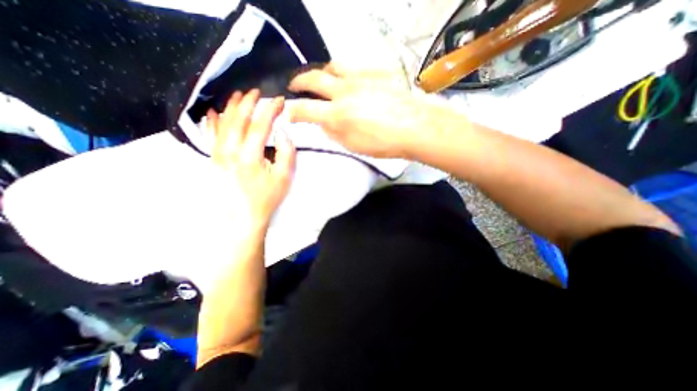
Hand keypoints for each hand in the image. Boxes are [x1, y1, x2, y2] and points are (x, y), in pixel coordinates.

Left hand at [205, 91, 295, 230]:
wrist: (243, 218)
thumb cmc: (267, 198)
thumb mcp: (284, 177)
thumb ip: (286, 153)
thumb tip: (281, 132)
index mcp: (250, 155)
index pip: (261, 124)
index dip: (270, 110)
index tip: (279, 100)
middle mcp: (230, 150)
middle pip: (238, 119)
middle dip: (248, 103)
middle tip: (257, 92)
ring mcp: (218, 154)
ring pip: (222, 124)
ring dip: (231, 107)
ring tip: (238, 96)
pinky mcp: (213, 160)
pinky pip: (210, 136)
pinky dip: (211, 122)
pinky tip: (213, 113)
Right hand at [287, 63, 439, 156]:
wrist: (415, 127)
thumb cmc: (384, 143)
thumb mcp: (354, 146)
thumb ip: (335, 133)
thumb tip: (323, 123)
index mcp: (337, 115)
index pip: (305, 110)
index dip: (293, 111)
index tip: (289, 113)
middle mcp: (344, 91)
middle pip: (313, 79)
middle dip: (299, 83)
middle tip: (294, 87)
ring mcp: (360, 78)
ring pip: (332, 67)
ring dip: (321, 73)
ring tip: (321, 80)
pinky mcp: (375, 72)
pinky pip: (353, 67)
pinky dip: (343, 72)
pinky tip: (347, 80)